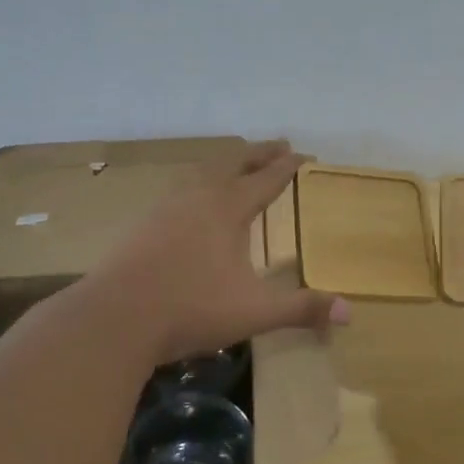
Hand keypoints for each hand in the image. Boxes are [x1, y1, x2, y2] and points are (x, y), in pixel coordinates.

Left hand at [86, 140, 350, 362]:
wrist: (113, 319)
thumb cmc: (190, 309)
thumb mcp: (254, 312)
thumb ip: (301, 308)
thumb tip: (350, 311)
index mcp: (227, 210)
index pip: (265, 180)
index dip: (286, 167)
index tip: (303, 153)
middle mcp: (197, 199)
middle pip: (232, 164)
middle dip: (258, 154)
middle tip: (277, 144)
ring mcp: (165, 208)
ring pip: (201, 173)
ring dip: (225, 164)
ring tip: (235, 164)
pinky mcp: (142, 225)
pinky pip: (178, 190)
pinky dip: (197, 184)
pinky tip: (190, 201)